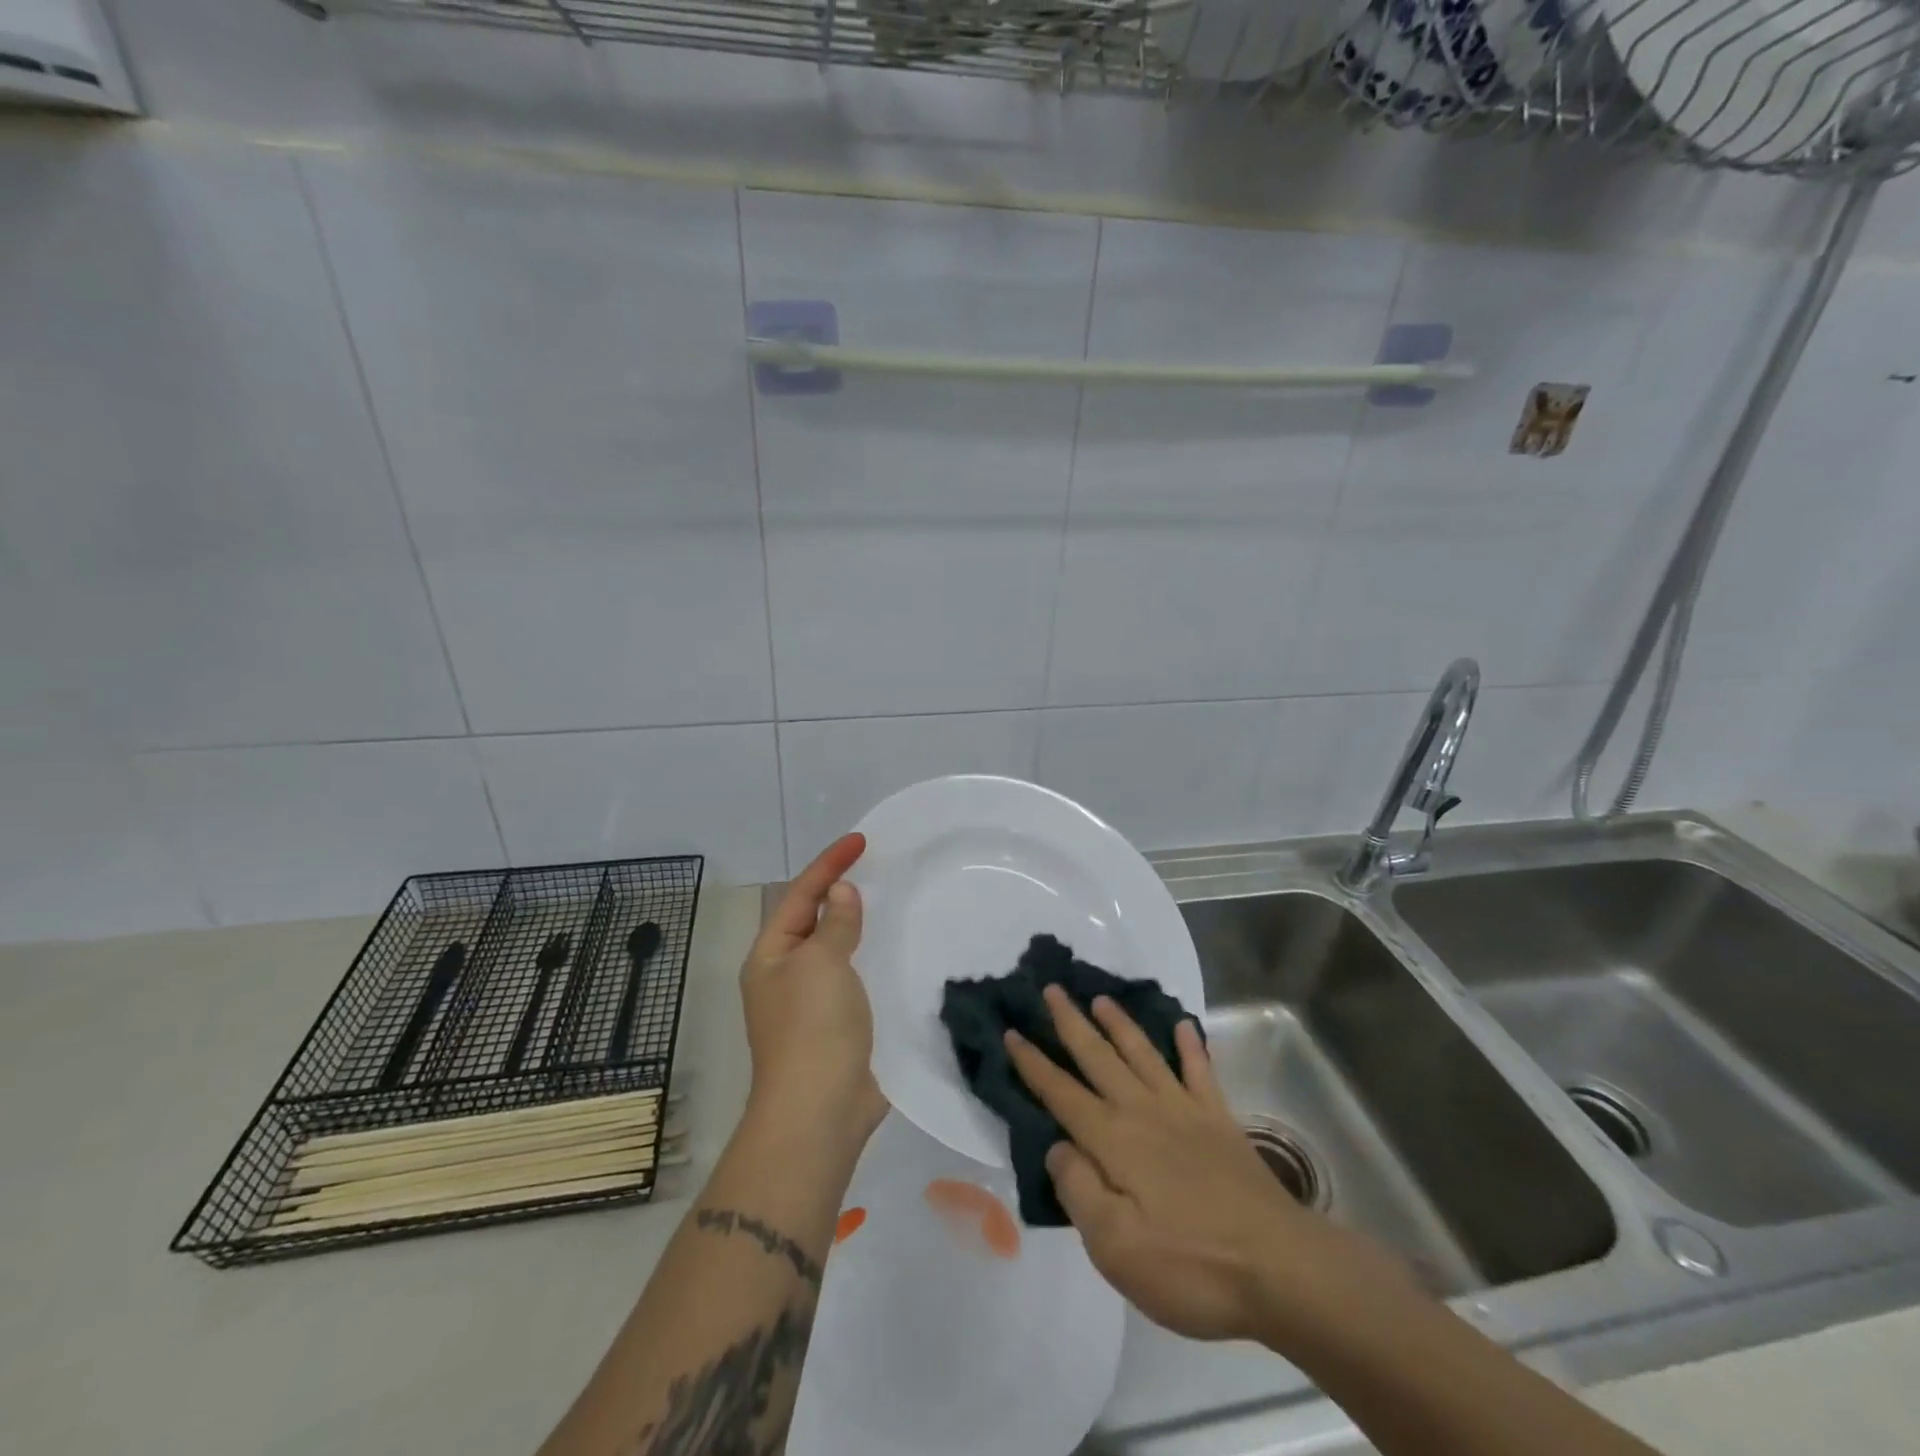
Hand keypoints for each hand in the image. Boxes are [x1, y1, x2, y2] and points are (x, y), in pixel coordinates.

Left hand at [740, 833, 887, 1147]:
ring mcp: (811, 1004)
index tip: (861, 841)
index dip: (829, 864)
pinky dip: (871, 959)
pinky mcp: (838, 1027)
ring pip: (836, 950)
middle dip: (839, 892)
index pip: (800, 895)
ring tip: (888, 901)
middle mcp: (785, 975)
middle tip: (875, 867)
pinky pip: (854, 979)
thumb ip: (834, 923)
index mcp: (770, 956)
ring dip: (857, 925)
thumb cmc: (813, 1027)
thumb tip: (840, 892)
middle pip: (813, 920)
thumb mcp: (822, 963)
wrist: (820, 1112)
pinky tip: (895, 952)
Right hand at [1006, 988, 1414, 1345]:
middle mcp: (1144, 1111)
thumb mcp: (1116, 1247)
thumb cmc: (1190, 1265)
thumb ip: (1079, 1190)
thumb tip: (1057, 1146)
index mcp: (1113, 1140)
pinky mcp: (1220, 1121)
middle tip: (1051, 989)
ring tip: (1101, 998)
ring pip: (1143, 1054)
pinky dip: (1191, 1047)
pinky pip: (1201, 1072)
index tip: (1012, 1031)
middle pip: (1099, 1058)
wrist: (1279, 1267)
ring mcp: (1185, 1111)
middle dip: (1071, 1023)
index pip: (1062, 1093)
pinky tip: (1184, 1026)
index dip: (1034, 1063)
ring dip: (1120, 1024)